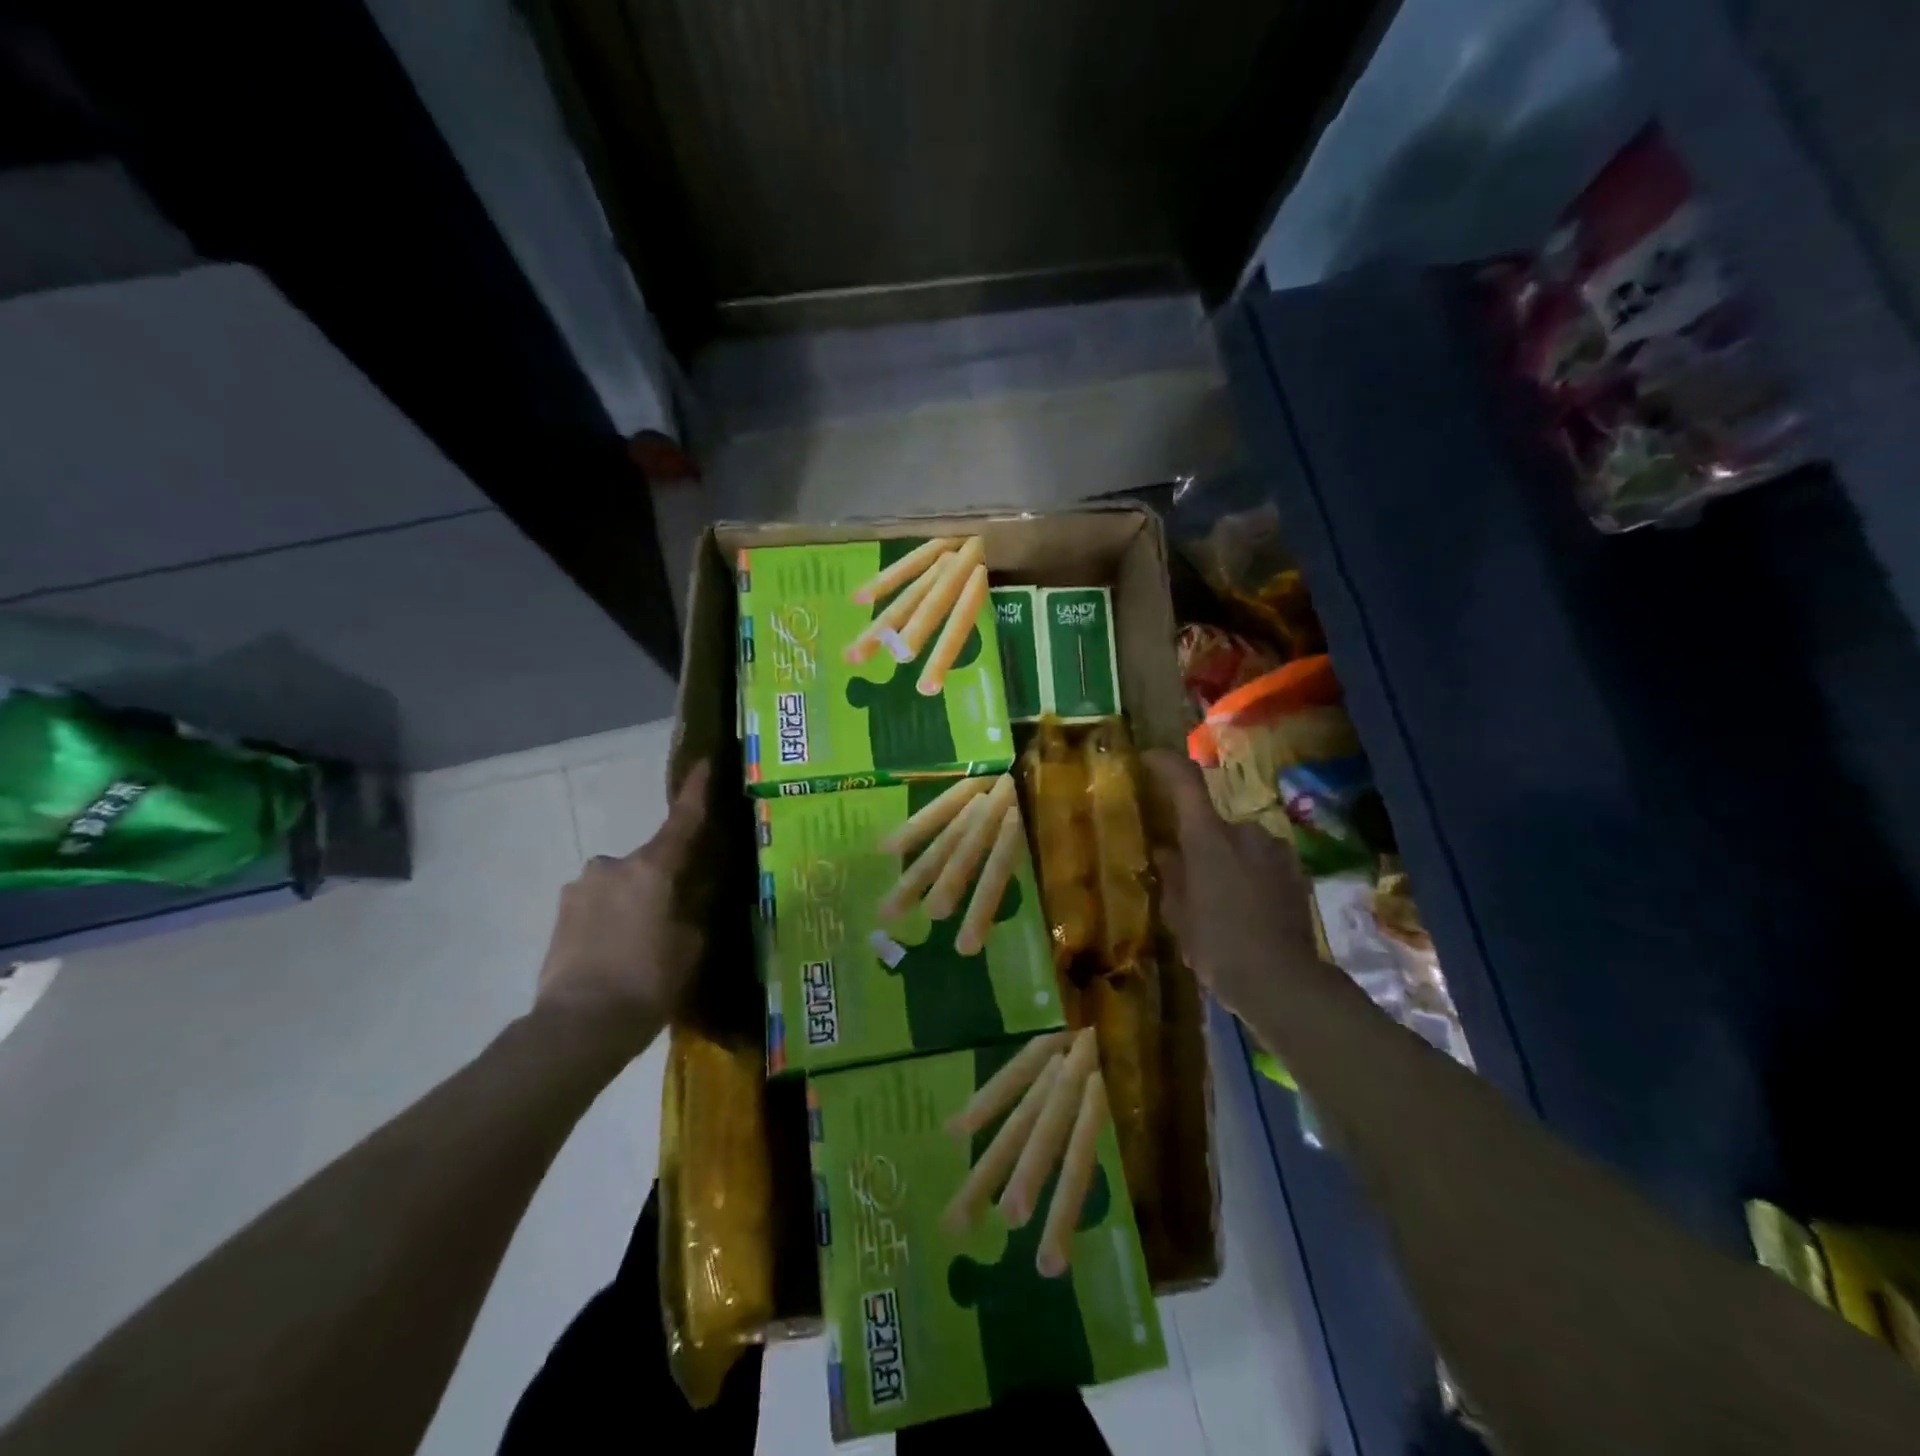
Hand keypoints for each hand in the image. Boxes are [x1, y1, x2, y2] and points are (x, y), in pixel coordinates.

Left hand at [534, 760, 711, 1051]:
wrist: (577, 1026)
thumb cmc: (649, 982)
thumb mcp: (691, 946)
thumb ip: (695, 911)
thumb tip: (693, 895)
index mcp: (652, 868)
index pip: (682, 821)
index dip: (696, 792)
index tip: (703, 763)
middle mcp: (612, 866)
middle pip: (650, 862)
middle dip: (663, 879)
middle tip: (676, 913)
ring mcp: (579, 888)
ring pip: (620, 884)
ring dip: (633, 901)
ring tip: (642, 944)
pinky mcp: (559, 914)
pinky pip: (597, 904)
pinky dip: (610, 918)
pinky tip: (616, 953)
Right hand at [1143, 750, 1320, 1024]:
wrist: (1283, 983)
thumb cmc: (1217, 946)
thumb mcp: (1179, 914)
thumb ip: (1172, 876)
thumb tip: (1167, 852)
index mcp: (1208, 837)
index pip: (1186, 782)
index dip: (1166, 764)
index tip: (1149, 759)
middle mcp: (1245, 832)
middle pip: (1213, 823)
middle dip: (1199, 842)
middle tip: (1186, 876)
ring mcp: (1276, 852)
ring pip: (1240, 845)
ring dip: (1227, 860)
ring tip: (1218, 900)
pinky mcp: (1297, 873)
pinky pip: (1263, 863)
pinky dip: (1250, 876)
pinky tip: (1245, 910)